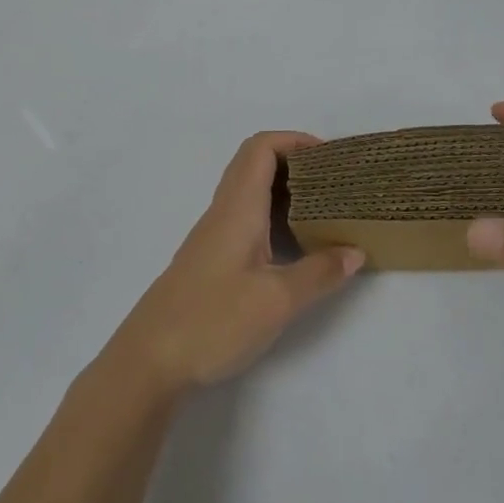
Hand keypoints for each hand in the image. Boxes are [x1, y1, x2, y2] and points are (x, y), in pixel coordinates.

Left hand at [108, 132, 363, 396]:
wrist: (148, 362)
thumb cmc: (212, 321)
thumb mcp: (276, 301)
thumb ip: (319, 273)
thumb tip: (355, 251)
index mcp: (238, 209)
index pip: (261, 148)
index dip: (295, 140)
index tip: (330, 157)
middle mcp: (223, 213)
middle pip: (255, 164)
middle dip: (295, 162)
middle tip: (333, 182)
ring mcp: (213, 237)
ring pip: (250, 193)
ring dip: (285, 191)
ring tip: (323, 210)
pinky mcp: (210, 261)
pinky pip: (246, 219)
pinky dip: (273, 217)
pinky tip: (294, 246)